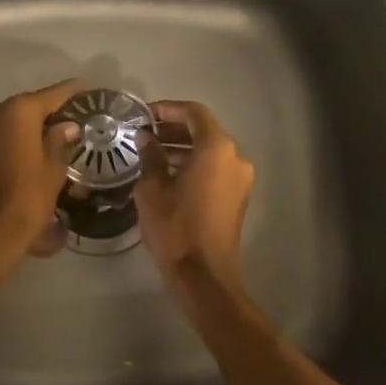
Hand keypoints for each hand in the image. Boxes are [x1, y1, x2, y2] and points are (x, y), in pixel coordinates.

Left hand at [0, 78, 82, 284]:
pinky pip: (3, 137)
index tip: (89, 88)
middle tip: (76, 119)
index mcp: (18, 111)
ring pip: (15, 122)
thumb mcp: (53, 168)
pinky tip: (36, 152)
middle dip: (52, 112)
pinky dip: (19, 140)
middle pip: (31, 106)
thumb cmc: (27, 197)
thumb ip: (60, 141)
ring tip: (58, 137)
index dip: (73, 92)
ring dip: (34, 127)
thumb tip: (67, 126)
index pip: (53, 94)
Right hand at [136, 100, 254, 294]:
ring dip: (183, 147)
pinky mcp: (239, 196)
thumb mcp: (152, 188)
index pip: (194, 113)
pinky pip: (216, 168)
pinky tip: (169, 174)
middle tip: (145, 133)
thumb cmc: (175, 226)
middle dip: (174, 128)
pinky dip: (195, 164)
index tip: (145, 115)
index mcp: (216, 148)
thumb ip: (150, 156)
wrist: (204, 275)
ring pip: (210, 150)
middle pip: (204, 130)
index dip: (168, 109)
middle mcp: (235, 157)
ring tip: (152, 153)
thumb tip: (146, 139)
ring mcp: (240, 178)